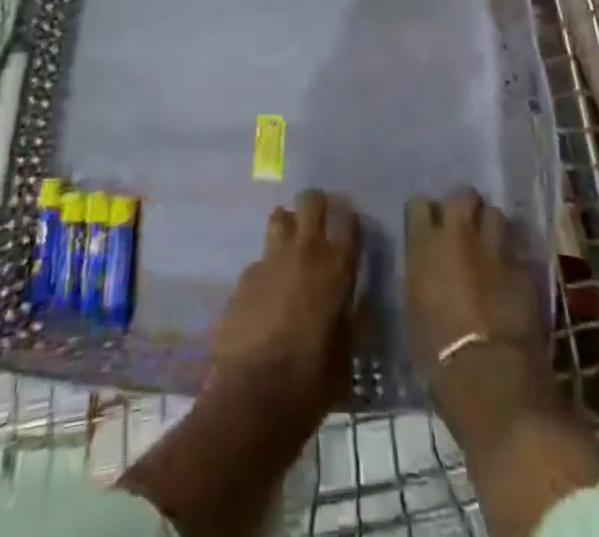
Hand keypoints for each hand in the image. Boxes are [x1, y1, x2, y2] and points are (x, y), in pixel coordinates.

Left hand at [209, 189, 359, 429]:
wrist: (255, 396)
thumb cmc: (313, 380)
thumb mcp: (347, 353)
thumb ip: (352, 318)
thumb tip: (354, 302)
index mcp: (337, 267)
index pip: (349, 221)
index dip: (350, 220)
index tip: (351, 227)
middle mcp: (305, 251)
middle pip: (311, 201)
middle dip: (317, 205)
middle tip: (319, 222)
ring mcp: (270, 260)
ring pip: (279, 218)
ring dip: (287, 226)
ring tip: (290, 249)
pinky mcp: (244, 277)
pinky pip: (259, 261)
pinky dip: (266, 271)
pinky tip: (265, 298)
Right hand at [404, 190, 558, 440]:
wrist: (490, 376)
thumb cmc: (437, 352)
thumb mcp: (413, 305)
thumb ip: (421, 271)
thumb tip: (426, 262)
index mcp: (425, 243)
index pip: (419, 204)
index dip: (425, 215)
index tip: (427, 229)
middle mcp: (459, 234)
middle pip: (463, 195)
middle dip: (464, 208)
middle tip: (463, 229)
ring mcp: (494, 248)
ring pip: (495, 214)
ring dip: (491, 226)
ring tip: (489, 246)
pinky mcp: (524, 267)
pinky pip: (516, 247)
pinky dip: (511, 255)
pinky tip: (509, 273)